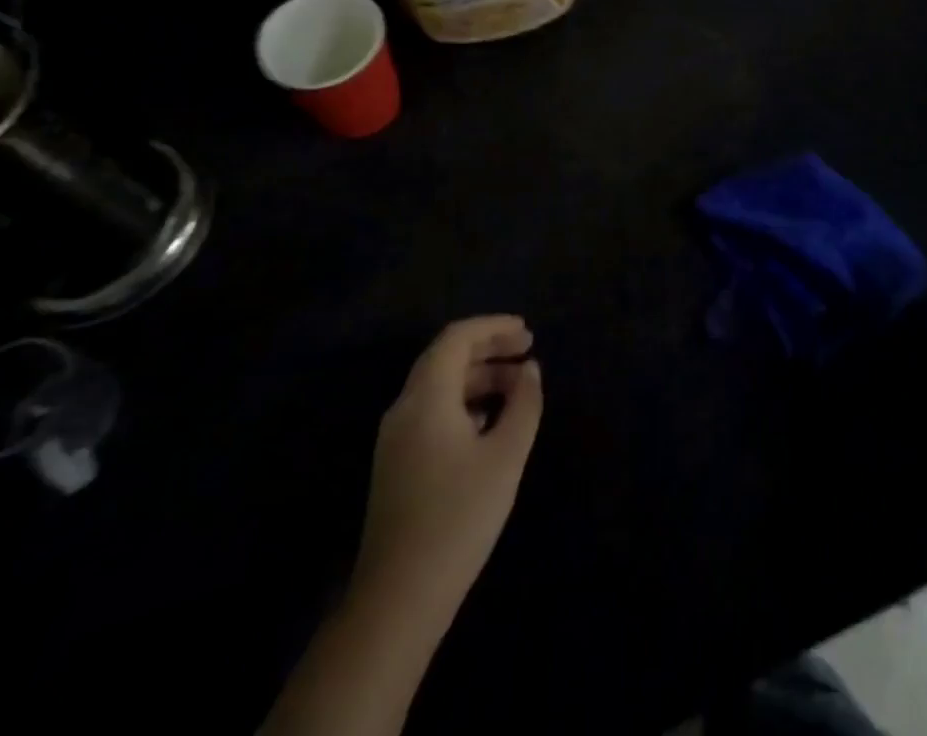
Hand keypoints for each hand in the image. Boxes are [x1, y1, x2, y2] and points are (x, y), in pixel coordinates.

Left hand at [354, 316, 543, 622]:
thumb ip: (523, 404)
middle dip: (488, 348)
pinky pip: (433, 411)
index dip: (493, 327)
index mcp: (426, 397)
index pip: (457, 338)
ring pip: (439, 386)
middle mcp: (405, 408)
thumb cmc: (458, 517)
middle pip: (446, 358)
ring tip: (518, 386)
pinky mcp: (397, 464)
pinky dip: (464, 401)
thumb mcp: (505, 456)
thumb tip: (531, 370)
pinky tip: (490, 421)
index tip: (527, 332)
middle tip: (528, 350)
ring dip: (479, 376)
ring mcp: (396, 438)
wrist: (398, 599)